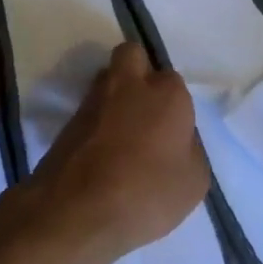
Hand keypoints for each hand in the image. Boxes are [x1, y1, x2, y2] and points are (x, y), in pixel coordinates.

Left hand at [27, 40, 209, 263]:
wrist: (79, 208)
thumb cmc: (147, 193)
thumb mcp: (193, 182)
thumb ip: (189, 148)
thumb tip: (177, 138)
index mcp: (166, 94)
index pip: (173, 80)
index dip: (174, 102)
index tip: (174, 128)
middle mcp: (128, 84)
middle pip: (132, 54)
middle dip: (139, 69)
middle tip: (146, 106)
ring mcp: (94, 98)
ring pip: (107, 77)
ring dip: (116, 93)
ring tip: (124, 130)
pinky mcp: (69, 117)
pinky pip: (91, 106)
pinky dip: (98, 118)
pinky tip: (104, 147)